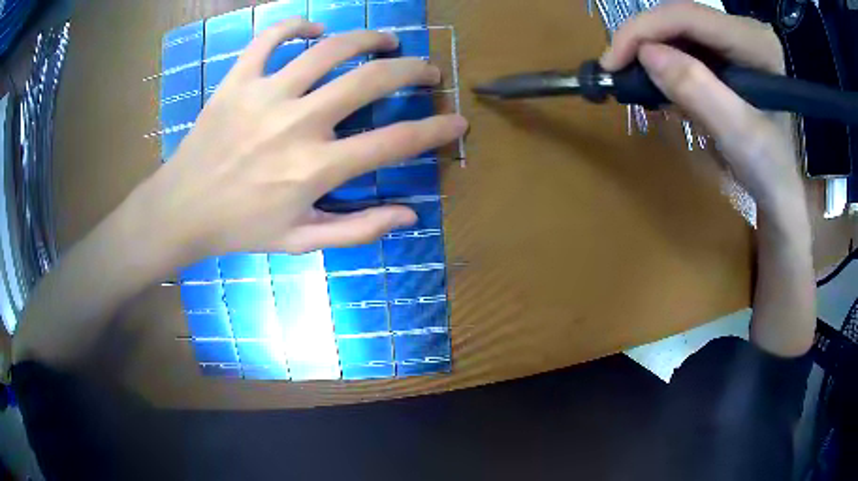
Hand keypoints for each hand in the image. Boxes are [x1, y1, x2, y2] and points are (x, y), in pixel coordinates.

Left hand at [140, 19, 467, 265]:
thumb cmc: (242, 228)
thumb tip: (410, 215)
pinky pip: (269, 38)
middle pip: (369, 81)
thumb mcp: (301, 241)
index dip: (435, 130)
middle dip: (411, 70)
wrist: (182, 210)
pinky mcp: (237, 80)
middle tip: (426, 69)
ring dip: (366, 39)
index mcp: (315, 168)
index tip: (457, 122)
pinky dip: (295, 27)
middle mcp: (296, 124)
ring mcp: (264, 95)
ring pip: (328, 49)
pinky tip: (314, 31)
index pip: (394, 143)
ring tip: (385, 40)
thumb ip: (358, 229)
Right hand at [600, 3, 800, 210]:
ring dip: (651, 51)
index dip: (643, 30)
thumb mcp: (739, 136)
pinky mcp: (727, 51)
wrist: (780, 187)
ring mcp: (736, 38)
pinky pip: (685, 44)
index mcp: (756, 42)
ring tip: (636, 81)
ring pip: (679, 29)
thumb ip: (699, 91)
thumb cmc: (768, 169)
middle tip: (618, 72)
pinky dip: (665, 62)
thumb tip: (646, 54)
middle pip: (680, 17)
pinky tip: (660, 83)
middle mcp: (745, 29)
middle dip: (644, 40)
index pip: (689, 16)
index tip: (611, 62)